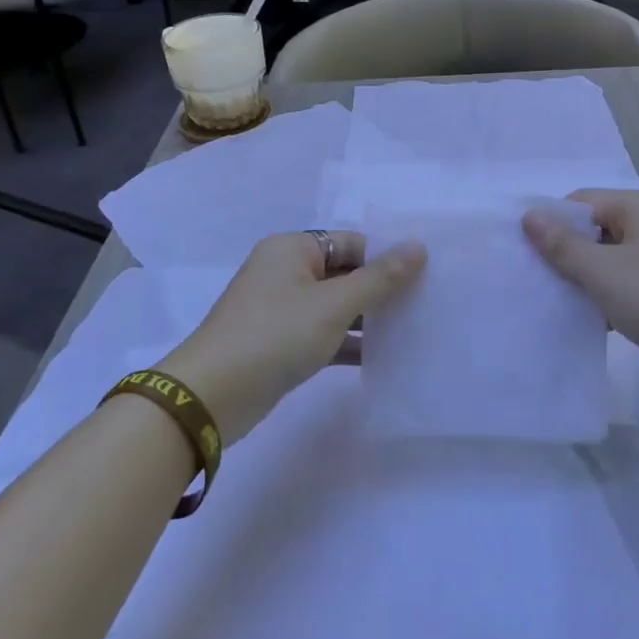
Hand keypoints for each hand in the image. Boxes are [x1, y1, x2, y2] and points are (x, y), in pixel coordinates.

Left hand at [155, 231, 426, 444]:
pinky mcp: (279, 342)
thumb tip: (418, 247)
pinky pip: (323, 333)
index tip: (425, 277)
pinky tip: (382, 356)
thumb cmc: (275, 335)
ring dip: (367, 318)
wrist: (212, 395)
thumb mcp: (334, 304)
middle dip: (380, 289)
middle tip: (425, 304)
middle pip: (343, 272)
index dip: (386, 257)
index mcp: (292, 249)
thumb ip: (379, 278)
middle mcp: (285, 271)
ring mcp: (280, 308)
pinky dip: (348, 342)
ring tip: (412, 329)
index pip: (351, 242)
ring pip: (335, 305)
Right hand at [522, 189, 638, 378]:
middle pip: (598, 230)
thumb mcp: (603, 273)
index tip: (531, 258)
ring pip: (617, 260)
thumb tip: (529, 216)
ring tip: (568, 307)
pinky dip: (617, 297)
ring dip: (593, 280)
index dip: (553, 226)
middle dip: (570, 256)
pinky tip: (602, 323)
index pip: (581, 202)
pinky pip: (637, 282)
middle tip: (544, 285)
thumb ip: (562, 246)